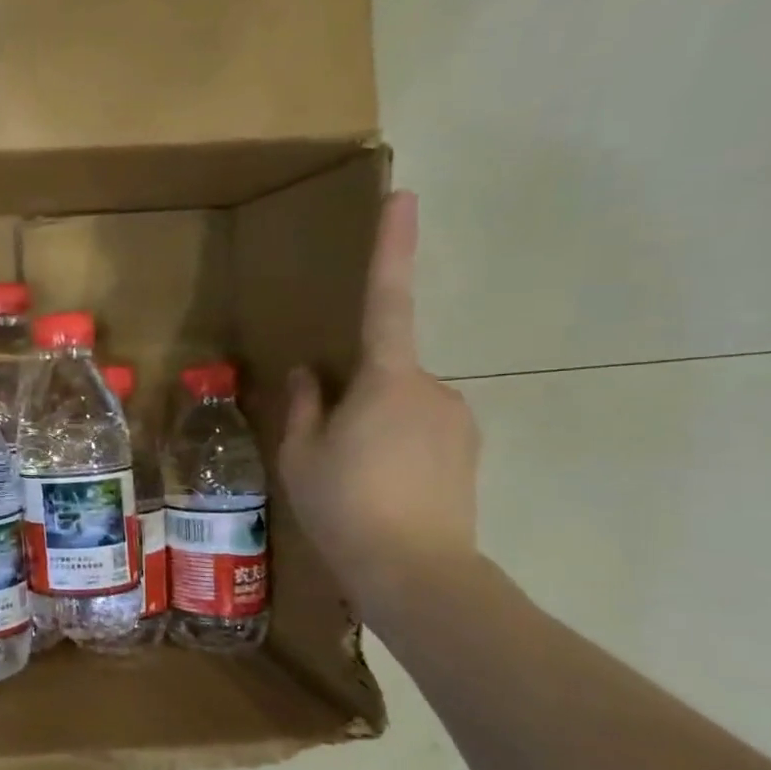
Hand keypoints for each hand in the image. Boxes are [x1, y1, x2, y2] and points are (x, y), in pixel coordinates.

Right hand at [278, 191, 481, 616]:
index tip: (404, 196)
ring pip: (401, 407)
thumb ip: (304, 405)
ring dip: (372, 429)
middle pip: (383, 374)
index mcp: (386, 380)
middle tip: (326, 453)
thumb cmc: (345, 505)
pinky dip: (395, 450)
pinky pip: (421, 432)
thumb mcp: (301, 455)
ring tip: (350, 481)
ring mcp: (457, 420)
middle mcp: (433, 388)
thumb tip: (309, 372)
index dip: (392, 248)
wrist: (416, 573)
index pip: (385, 301)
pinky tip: (379, 491)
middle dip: (353, 399)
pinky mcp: (469, 452)